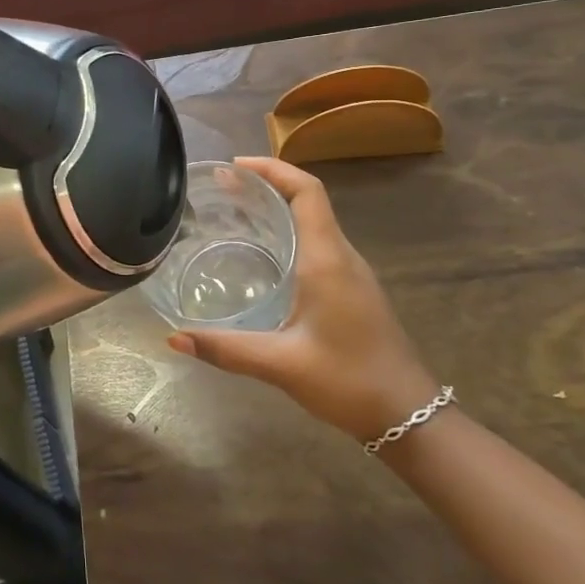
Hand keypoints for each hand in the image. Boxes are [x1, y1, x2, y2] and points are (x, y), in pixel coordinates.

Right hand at [167, 157, 440, 443]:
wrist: (411, 416)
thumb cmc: (350, 380)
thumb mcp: (281, 364)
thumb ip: (226, 349)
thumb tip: (173, 339)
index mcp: (327, 259)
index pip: (306, 192)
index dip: (272, 169)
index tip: (234, 167)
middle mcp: (341, 256)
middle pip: (307, 200)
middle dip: (266, 185)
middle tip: (220, 188)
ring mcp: (351, 273)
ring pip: (313, 222)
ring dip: (277, 208)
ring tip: (233, 213)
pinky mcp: (352, 290)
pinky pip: (318, 244)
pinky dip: (287, 233)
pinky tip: (261, 256)